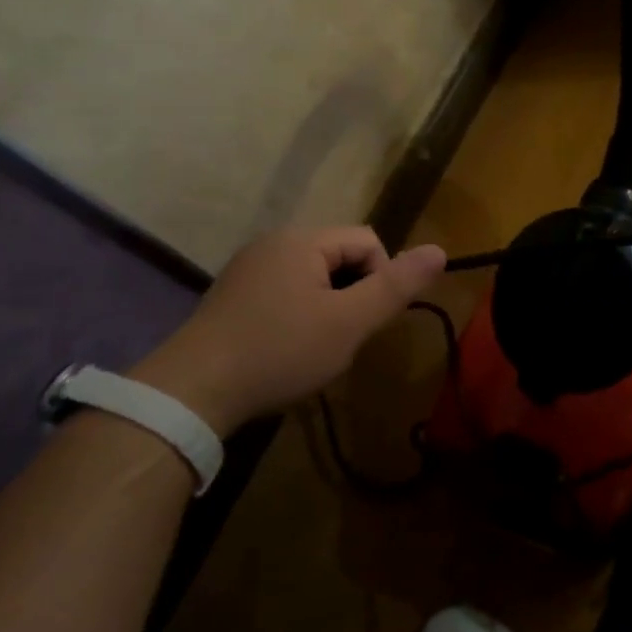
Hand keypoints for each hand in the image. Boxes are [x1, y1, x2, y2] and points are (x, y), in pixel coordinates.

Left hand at [130, 226, 445, 432]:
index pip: (368, 241)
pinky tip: (286, 350)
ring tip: (315, 348)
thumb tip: (439, 250)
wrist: (192, 391)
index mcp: (302, 240)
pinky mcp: (231, 296)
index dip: (381, 279)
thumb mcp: (349, 322)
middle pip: (340, 257)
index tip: (365, 322)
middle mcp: (272, 243)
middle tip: (342, 338)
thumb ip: (396, 286)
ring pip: (312, 278)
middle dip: (352, 294)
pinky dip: (298, 316)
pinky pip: (284, 293)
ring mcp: (247, 269)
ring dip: (327, 308)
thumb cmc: (280, 351)